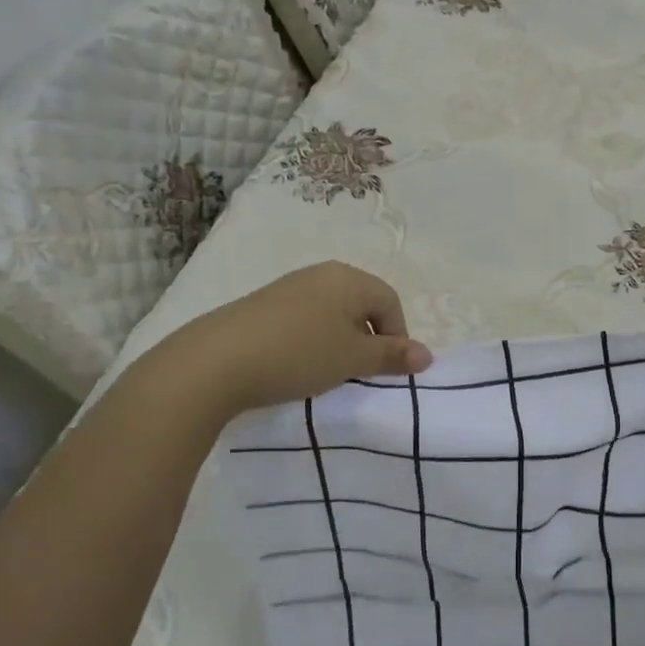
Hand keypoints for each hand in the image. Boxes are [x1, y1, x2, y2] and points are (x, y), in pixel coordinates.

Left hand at [128, 261, 432, 423]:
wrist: (216, 360)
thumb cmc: (299, 354)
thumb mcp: (353, 360)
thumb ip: (392, 356)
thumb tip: (428, 355)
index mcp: (350, 278)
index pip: (390, 302)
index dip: (397, 337)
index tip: (385, 371)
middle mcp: (322, 273)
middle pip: (361, 303)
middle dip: (368, 337)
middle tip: (359, 371)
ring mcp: (290, 286)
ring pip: (332, 311)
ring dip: (339, 340)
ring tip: (327, 371)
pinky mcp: (263, 303)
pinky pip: (303, 317)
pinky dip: (310, 339)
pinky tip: (295, 363)